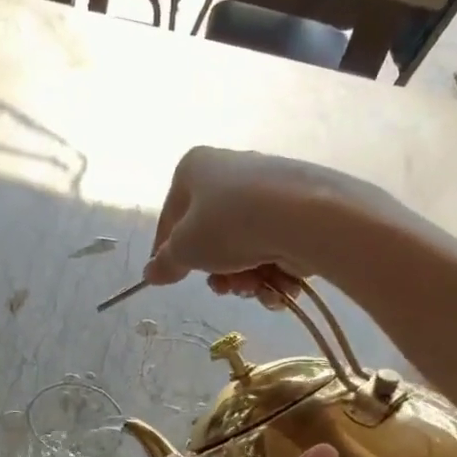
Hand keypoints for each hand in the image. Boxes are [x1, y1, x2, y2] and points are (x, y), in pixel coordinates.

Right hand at [141, 148, 370, 304]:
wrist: (305, 217)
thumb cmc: (229, 225)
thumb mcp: (185, 249)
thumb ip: (165, 262)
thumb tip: (150, 272)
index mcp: (195, 168)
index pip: (171, 217)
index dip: (167, 252)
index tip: (169, 279)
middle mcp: (231, 170)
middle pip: (212, 235)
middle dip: (217, 272)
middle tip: (223, 288)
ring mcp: (268, 189)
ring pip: (245, 246)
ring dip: (246, 278)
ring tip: (255, 288)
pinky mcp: (300, 209)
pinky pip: (275, 246)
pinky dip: (274, 272)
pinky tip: (279, 285)